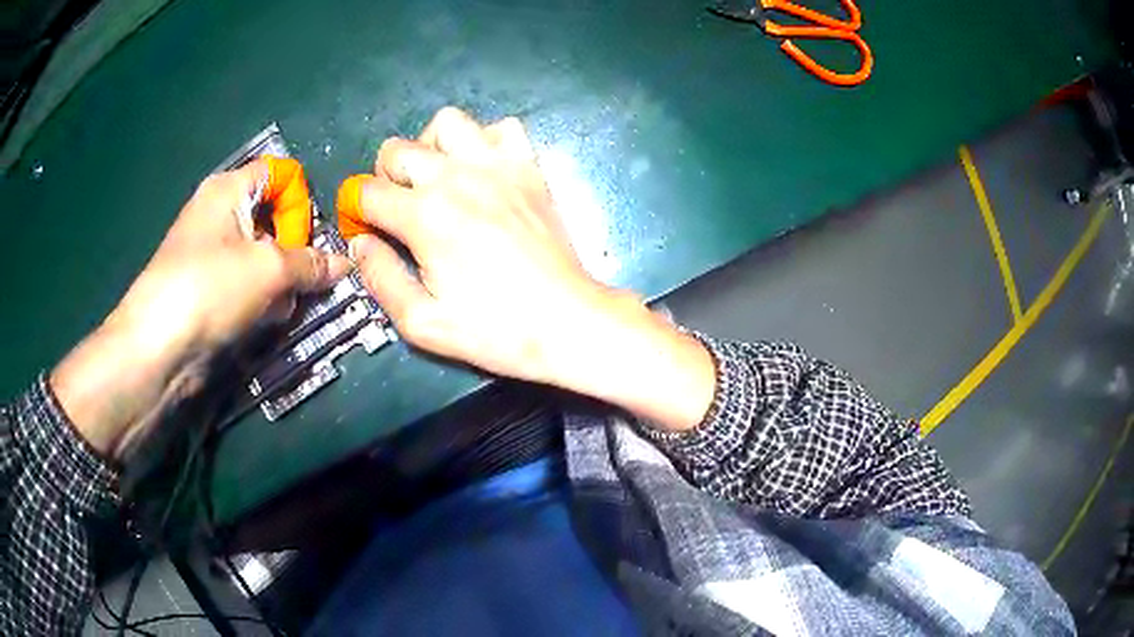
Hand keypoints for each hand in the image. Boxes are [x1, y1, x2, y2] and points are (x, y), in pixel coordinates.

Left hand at [51, 161, 349, 459]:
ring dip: (280, 282)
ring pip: (263, 258)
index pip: (281, 175)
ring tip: (279, 306)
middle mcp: (219, 214)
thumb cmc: (209, 288)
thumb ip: (311, 263)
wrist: (158, 349)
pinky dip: (261, 300)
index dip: (299, 203)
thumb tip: (344, 264)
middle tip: (299, 280)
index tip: (304, 240)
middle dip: (293, 251)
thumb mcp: (269, 269)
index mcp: (229, 189)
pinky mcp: (208, 290)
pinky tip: (263, 320)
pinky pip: (247, 285)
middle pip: (273, 219)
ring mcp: (211, 254)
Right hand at [343, 108, 714, 430]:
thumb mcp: (422, 322)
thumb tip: (360, 244)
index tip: (365, 230)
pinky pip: (502, 128)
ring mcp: (497, 166)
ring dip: (430, 146)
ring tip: (436, 179)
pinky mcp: (529, 168)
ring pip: (447, 123)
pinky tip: (481, 171)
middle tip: (397, 209)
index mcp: (424, 216)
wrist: (566, 321)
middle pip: (396, 149)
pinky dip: (483, 141)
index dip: (356, 211)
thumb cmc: (494, 330)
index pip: (367, 192)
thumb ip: (381, 279)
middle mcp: (456, 177)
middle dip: (384, 177)